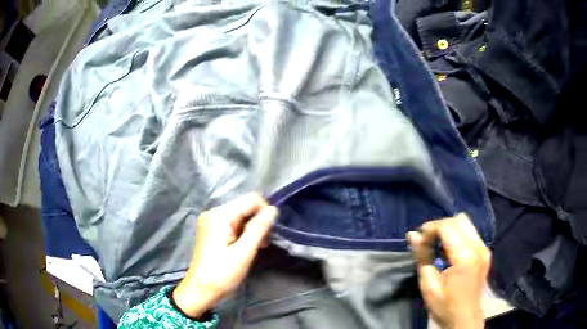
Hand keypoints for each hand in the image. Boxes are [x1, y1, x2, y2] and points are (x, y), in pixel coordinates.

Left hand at [173, 193, 277, 317]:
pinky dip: (242, 233)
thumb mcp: (244, 253)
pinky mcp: (211, 230)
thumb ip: (258, 229)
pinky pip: (233, 223)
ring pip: (240, 215)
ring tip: (256, 247)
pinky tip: (245, 246)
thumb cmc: (222, 274)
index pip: (251, 199)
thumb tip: (273, 210)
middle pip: (245, 207)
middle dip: (258, 222)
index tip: (269, 234)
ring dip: (252, 229)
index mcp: (220, 215)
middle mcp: (213, 213)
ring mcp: (211, 221)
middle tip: (263, 244)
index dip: (264, 213)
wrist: (201, 290)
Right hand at [408, 214, 490, 328]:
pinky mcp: (486, 252)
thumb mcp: (429, 285)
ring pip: (467, 224)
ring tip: (438, 245)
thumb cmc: (445, 306)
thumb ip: (423, 257)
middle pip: (460, 220)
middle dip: (441, 226)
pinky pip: (471, 233)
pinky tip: (449, 250)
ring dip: (450, 229)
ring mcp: (485, 249)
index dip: (430, 228)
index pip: (447, 227)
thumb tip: (413, 235)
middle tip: (428, 241)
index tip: (419, 239)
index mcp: (465, 257)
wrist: (465, 319)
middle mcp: (479, 247)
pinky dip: (458, 235)